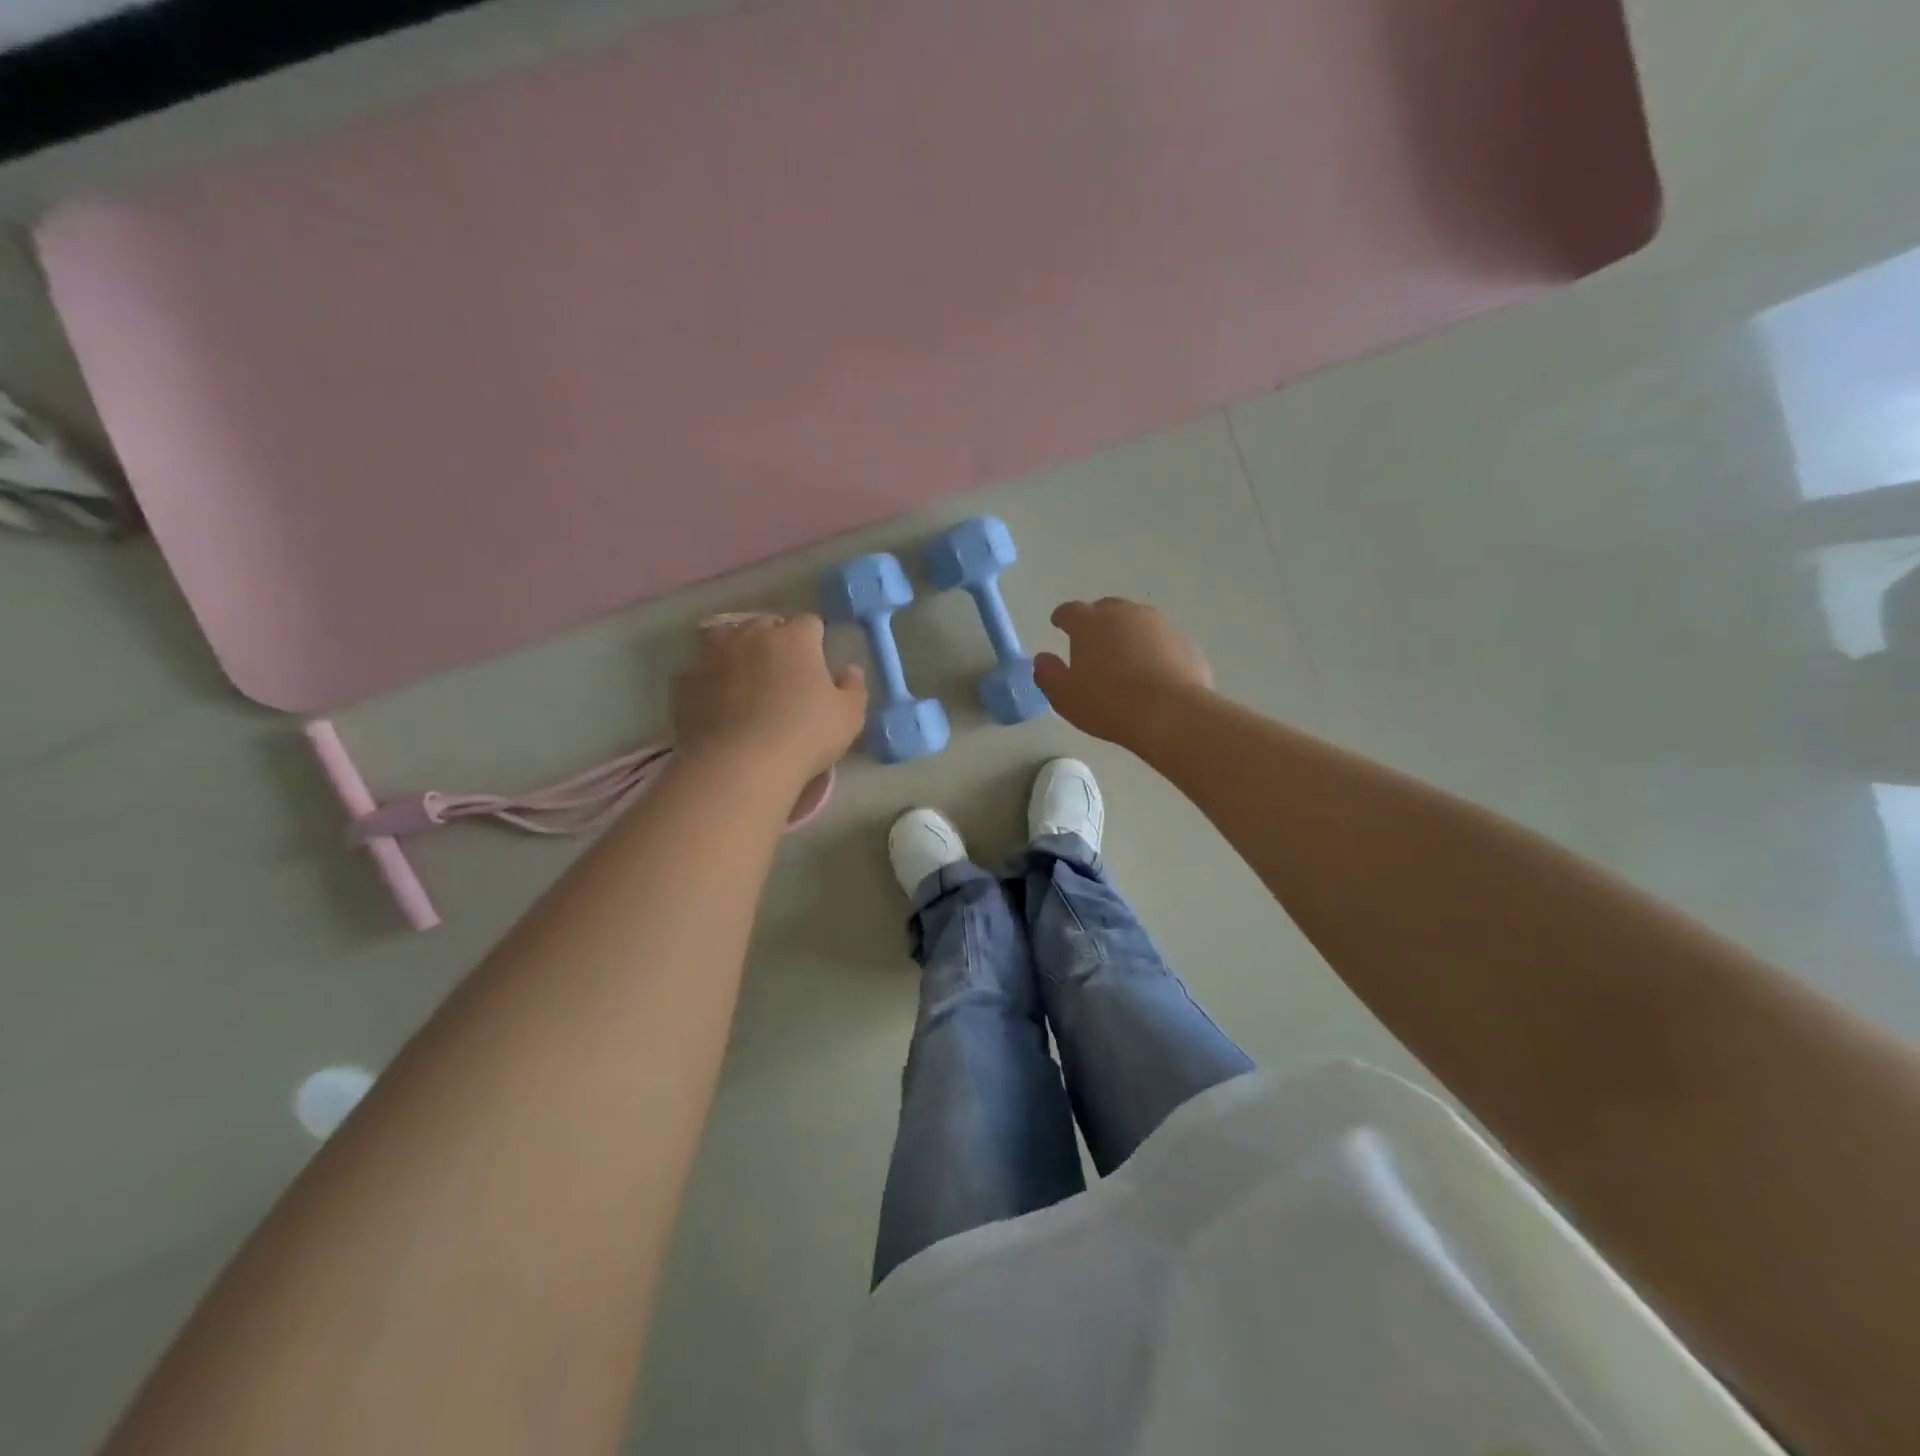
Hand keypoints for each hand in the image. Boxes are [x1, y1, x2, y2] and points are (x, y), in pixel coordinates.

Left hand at [672, 616, 866, 780]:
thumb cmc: (805, 736)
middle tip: (782, 675)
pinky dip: (709, 680)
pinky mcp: (685, 681)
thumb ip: (854, 687)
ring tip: (744, 681)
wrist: (740, 765)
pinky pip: (700, 671)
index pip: (809, 623)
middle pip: (765, 625)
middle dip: (775, 642)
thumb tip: (850, 670)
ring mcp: (712, 654)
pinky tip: (717, 704)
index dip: (815, 641)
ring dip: (737, 653)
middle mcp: (751, 635)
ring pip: (726, 640)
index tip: (817, 665)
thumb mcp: (849, 717)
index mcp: (794, 638)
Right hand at [1033, 598, 1212, 746]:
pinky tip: (1154, 674)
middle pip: (1107, 609)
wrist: (1171, 714)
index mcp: (1090, 622)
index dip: (1062, 618)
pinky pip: (1162, 642)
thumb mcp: (1064, 696)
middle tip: (1093, 643)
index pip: (1070, 611)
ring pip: (1138, 623)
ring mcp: (1160, 625)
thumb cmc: (1107, 703)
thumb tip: (1042, 659)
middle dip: (1097, 622)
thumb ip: (1048, 673)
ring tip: (1125, 659)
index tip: (1058, 624)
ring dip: (1128, 635)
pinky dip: (1154, 651)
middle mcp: (1125, 614)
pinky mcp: (1185, 643)